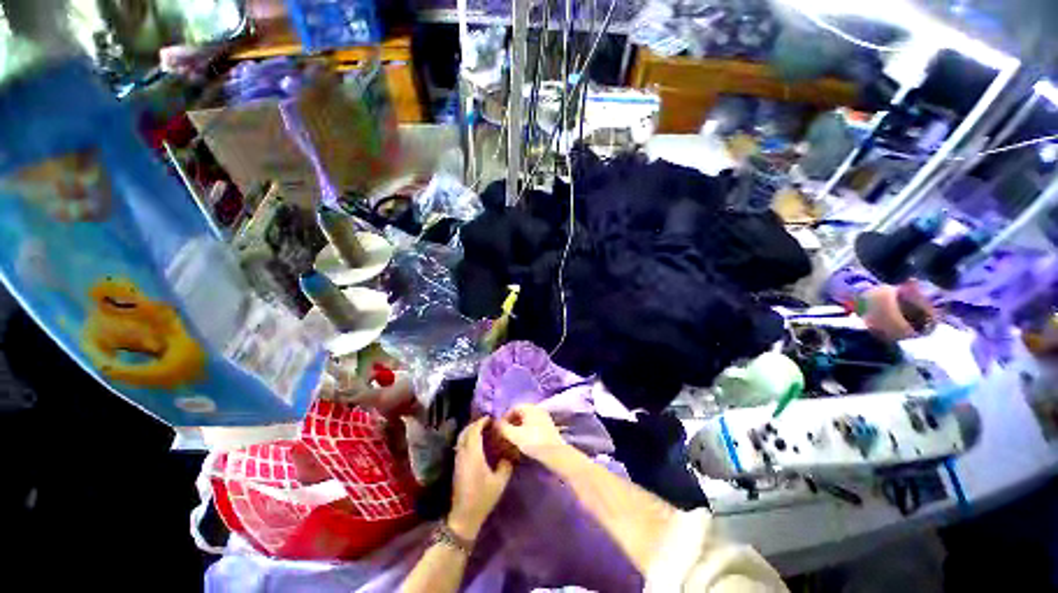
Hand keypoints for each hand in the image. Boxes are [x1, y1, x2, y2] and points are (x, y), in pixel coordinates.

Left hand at [449, 419, 512, 539]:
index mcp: (473, 454)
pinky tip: (476, 443)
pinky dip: (467, 438)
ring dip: (470, 431)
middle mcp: (463, 454)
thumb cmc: (483, 498)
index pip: (474, 431)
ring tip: (482, 430)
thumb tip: (509, 454)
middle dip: (475, 424)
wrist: (464, 516)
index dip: (481, 422)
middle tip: (487, 423)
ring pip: (461, 438)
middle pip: (465, 432)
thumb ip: (506, 465)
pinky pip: (460, 445)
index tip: (490, 419)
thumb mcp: (500, 482)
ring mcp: (458, 460)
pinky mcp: (456, 466)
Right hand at [496, 404, 566, 461]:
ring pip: (527, 420)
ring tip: (512, 440)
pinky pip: (533, 425)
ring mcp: (544, 417)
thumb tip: (494, 423)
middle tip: (505, 435)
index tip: (499, 429)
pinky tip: (523, 442)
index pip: (513, 408)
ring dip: (518, 428)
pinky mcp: (548, 427)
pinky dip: (526, 431)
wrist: (555, 453)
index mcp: (530, 407)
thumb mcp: (515, 435)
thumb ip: (503, 428)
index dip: (504, 418)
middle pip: (520, 413)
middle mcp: (537, 409)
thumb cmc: (533, 441)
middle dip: (511, 423)